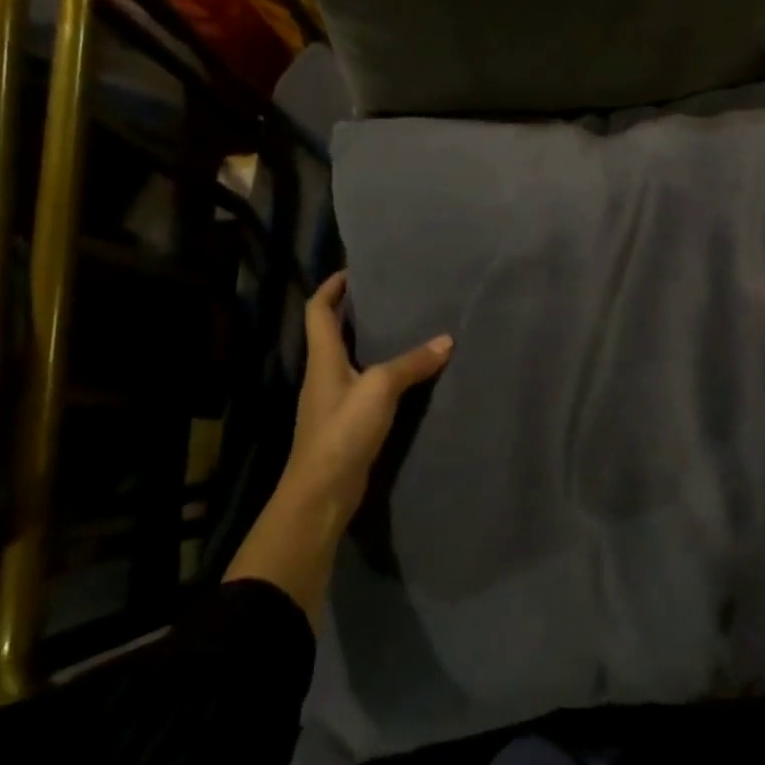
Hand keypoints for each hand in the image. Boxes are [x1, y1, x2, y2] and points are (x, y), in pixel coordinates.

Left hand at [289, 271, 452, 510]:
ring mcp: (333, 400)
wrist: (322, 493)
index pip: (318, 311)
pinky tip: (406, 375)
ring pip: (350, 359)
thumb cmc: (343, 431)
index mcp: (323, 358)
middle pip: (333, 333)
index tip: (353, 271)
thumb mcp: (381, 388)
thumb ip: (412, 363)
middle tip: (389, 296)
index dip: (331, 287)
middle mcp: (323, 374)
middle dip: (355, 312)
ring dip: (370, 342)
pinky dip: (381, 373)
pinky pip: (364, 386)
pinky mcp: (346, 423)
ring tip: (404, 328)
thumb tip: (446, 341)